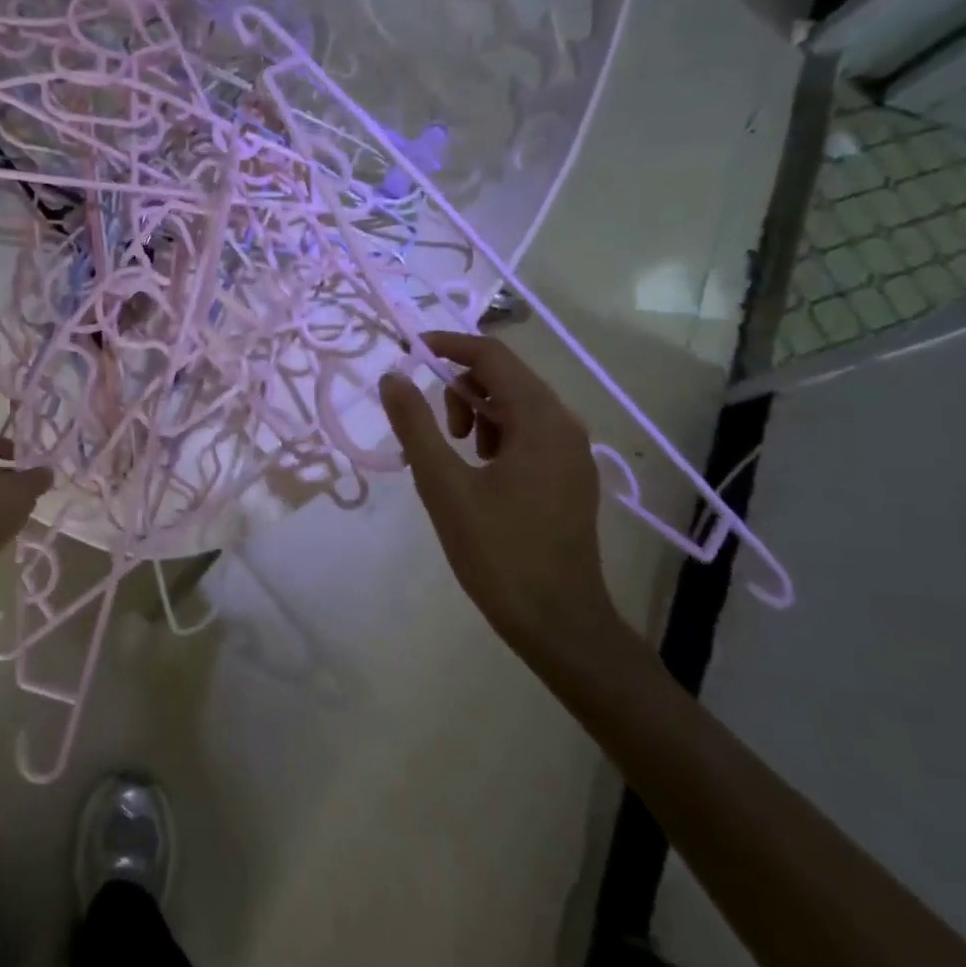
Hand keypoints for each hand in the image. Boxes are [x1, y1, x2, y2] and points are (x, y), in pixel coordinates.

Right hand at [379, 332, 616, 652]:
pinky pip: (528, 433)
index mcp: (540, 419)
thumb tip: (392, 376)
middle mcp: (565, 424)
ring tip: (451, 452)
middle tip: (430, 424)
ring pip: (517, 405)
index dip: (446, 345)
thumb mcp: (443, 485)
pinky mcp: (569, 476)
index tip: (406, 351)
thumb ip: (415, 425)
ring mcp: (572, 452)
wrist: (558, 621)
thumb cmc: (497, 551)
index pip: (492, 355)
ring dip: (476, 411)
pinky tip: (476, 471)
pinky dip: (495, 435)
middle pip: (506, 377)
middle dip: (459, 386)